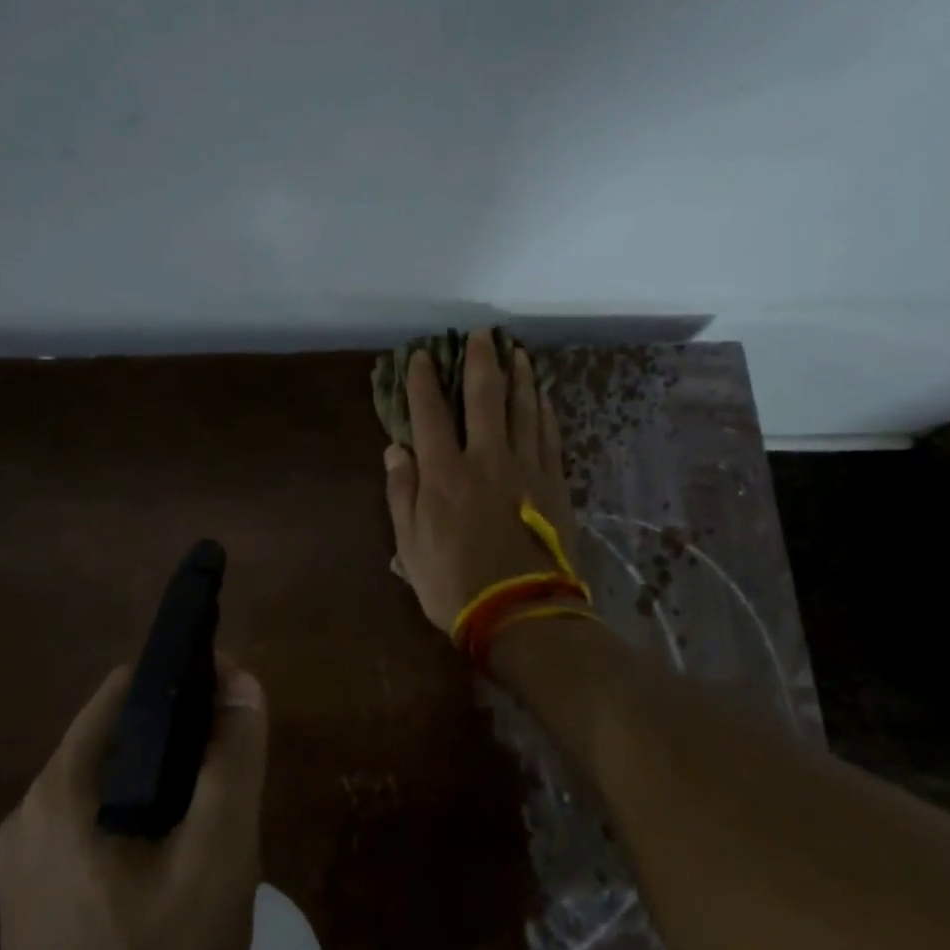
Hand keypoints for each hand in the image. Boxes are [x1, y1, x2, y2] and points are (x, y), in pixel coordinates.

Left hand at [0, 658, 267, 949]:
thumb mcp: (216, 860)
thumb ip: (233, 760)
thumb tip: (241, 682)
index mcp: (59, 790)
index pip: (128, 689)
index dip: (188, 681)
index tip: (236, 705)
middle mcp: (30, 816)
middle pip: (122, 738)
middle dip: (185, 744)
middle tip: (234, 782)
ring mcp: (27, 868)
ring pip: (115, 788)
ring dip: (170, 789)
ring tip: (216, 829)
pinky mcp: (36, 910)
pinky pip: (99, 833)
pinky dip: (145, 828)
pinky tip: (181, 876)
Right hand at [383, 328, 580, 635]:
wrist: (523, 615)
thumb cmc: (456, 585)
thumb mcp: (410, 547)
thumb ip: (401, 494)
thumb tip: (395, 450)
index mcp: (445, 474)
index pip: (429, 413)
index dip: (422, 381)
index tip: (421, 355)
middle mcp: (486, 459)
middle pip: (485, 397)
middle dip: (481, 360)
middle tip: (482, 333)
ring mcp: (526, 468)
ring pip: (524, 408)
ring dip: (519, 376)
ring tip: (517, 352)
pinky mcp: (554, 483)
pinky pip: (550, 435)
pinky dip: (545, 410)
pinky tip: (543, 395)